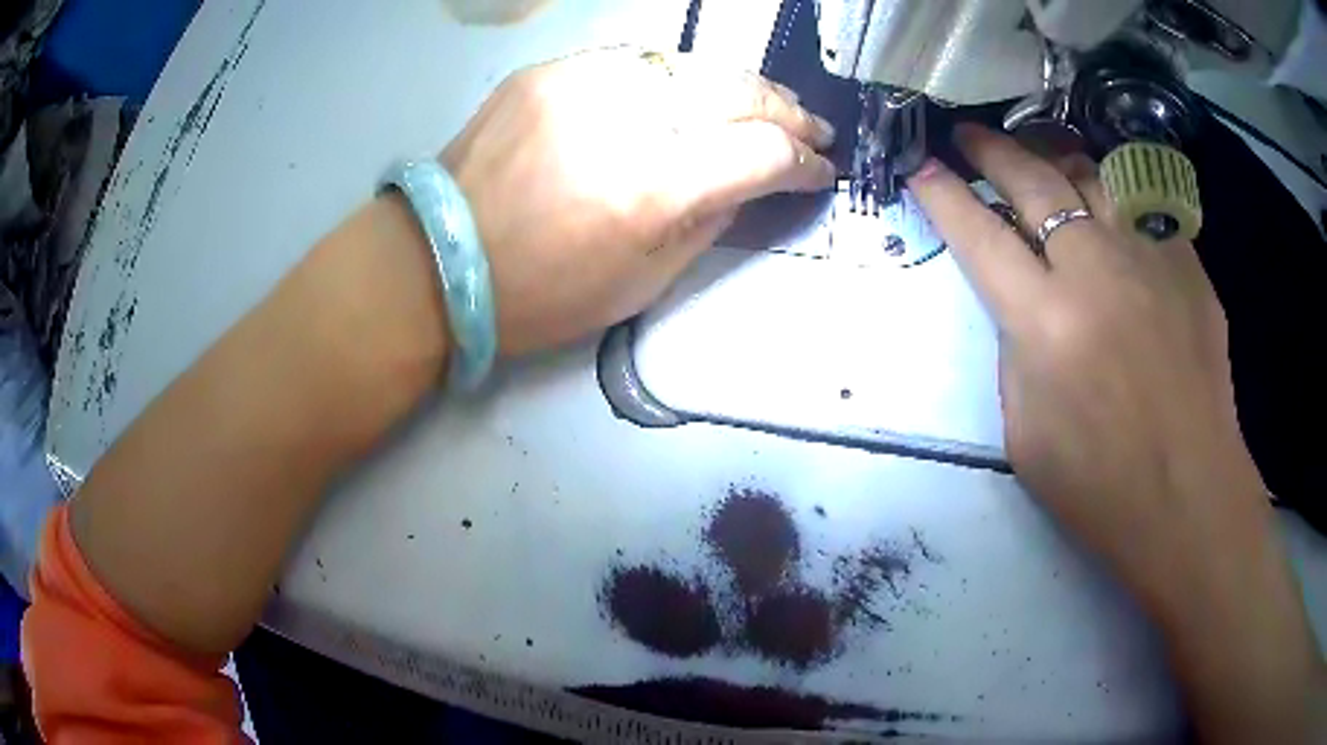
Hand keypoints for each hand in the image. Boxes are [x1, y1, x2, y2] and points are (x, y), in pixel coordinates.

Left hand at [442, 47, 835, 353]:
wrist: (440, 260)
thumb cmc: (541, 294)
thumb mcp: (643, 283)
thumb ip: (710, 222)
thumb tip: (750, 180)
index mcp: (649, 189)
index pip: (760, 152)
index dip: (802, 162)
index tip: (819, 171)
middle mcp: (623, 120)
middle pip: (735, 91)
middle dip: (786, 111)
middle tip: (810, 128)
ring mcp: (582, 83)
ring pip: (691, 65)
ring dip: (740, 85)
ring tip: (766, 104)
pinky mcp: (550, 71)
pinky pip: (637, 62)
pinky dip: (677, 78)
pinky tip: (691, 95)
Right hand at [910, 124, 1257, 599]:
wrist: (1190, 499)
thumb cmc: (1101, 489)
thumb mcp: (1025, 435)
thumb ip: (1016, 353)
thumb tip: (1023, 302)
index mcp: (1046, 325)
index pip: (979, 234)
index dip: (943, 193)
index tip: (920, 165)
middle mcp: (1096, 272)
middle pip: (1032, 180)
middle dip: (991, 149)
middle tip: (968, 135)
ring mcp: (1149, 258)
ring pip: (1090, 173)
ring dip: (1052, 158)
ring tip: (1037, 156)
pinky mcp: (1187, 263)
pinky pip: (1140, 206)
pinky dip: (1111, 194)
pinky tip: (1105, 203)